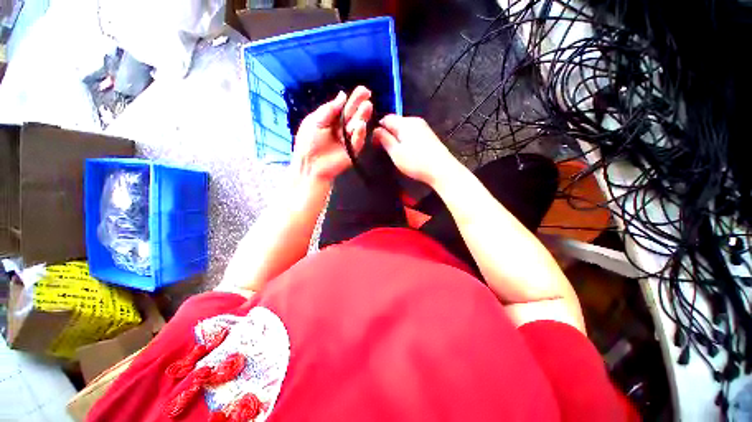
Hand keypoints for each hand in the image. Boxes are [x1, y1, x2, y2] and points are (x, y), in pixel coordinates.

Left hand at [292, 86, 373, 182]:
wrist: (309, 164)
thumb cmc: (308, 142)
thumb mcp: (314, 121)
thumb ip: (328, 110)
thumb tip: (342, 95)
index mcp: (332, 120)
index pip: (345, 108)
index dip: (353, 99)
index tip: (363, 90)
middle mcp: (342, 129)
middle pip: (353, 115)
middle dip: (360, 105)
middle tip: (368, 95)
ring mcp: (348, 140)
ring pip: (357, 127)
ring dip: (362, 117)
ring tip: (367, 107)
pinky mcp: (352, 152)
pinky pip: (357, 142)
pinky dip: (360, 134)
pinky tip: (361, 125)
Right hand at [374, 115, 458, 186]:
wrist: (441, 169)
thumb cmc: (416, 162)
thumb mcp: (396, 152)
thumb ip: (384, 139)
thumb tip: (376, 130)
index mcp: (405, 123)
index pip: (386, 118)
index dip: (378, 129)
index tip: (375, 143)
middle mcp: (415, 121)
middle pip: (396, 122)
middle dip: (388, 133)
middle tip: (385, 150)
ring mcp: (424, 127)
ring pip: (404, 128)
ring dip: (398, 138)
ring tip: (396, 152)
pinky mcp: (429, 135)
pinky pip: (413, 133)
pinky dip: (407, 140)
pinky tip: (408, 152)